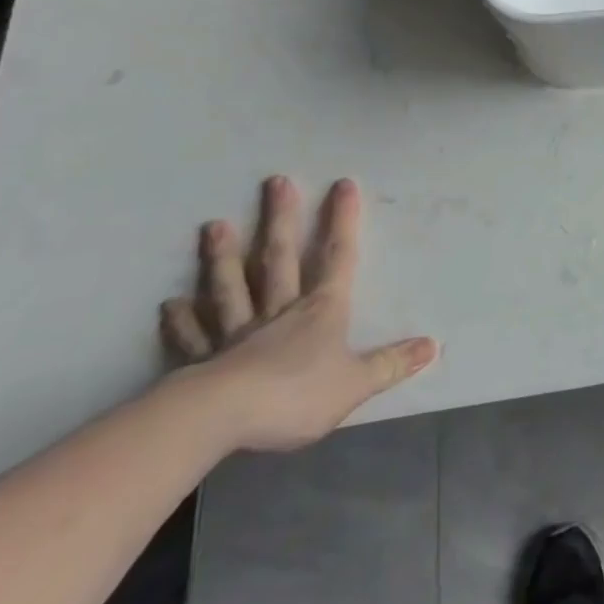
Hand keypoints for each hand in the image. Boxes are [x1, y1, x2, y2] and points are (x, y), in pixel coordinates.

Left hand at [160, 176, 436, 452]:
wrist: (218, 420)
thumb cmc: (294, 395)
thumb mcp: (355, 383)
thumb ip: (391, 363)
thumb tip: (432, 345)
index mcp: (320, 310)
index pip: (338, 257)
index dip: (342, 221)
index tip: (342, 184)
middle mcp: (279, 311)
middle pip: (280, 259)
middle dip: (281, 220)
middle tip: (275, 182)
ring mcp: (236, 334)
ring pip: (232, 287)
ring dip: (224, 257)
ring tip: (214, 226)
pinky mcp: (202, 362)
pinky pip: (193, 336)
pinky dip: (182, 320)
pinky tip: (171, 304)